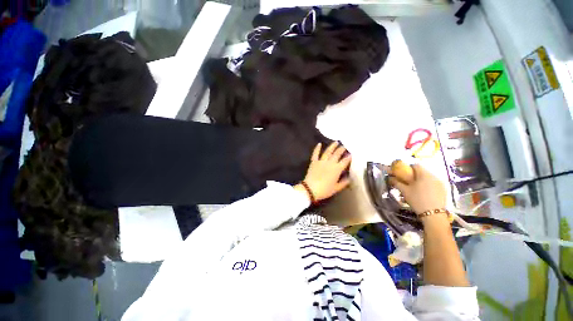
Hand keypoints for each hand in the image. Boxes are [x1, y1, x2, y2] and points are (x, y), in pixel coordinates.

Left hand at [295, 142, 351, 201]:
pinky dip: (317, 148)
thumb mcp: (336, 188)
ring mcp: (321, 161)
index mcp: (337, 169)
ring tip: (336, 142)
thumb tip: (349, 178)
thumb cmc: (324, 190)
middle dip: (341, 149)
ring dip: (332, 146)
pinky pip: (315, 153)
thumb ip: (343, 183)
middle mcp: (330, 163)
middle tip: (344, 146)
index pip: (345, 161)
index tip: (351, 154)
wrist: (310, 189)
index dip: (348, 157)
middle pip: (337, 154)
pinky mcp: (314, 162)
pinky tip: (319, 144)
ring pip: (328, 151)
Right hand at [389, 164, 446, 214]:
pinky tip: (425, 194)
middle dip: (415, 175)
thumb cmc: (417, 200)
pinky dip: (428, 186)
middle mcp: (434, 176)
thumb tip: (390, 178)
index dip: (408, 168)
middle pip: (422, 171)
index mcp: (424, 174)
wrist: (433, 215)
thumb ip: (396, 182)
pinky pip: (434, 184)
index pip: (415, 165)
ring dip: (422, 180)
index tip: (404, 174)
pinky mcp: (444, 190)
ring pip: (428, 178)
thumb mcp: (404, 191)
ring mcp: (440, 183)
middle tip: (408, 183)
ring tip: (416, 189)